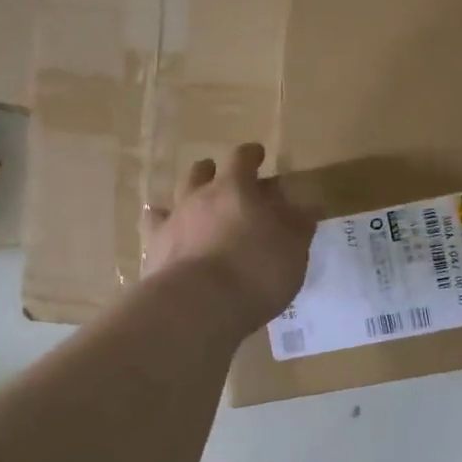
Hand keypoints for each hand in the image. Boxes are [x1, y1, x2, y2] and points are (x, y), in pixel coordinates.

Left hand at [142, 144, 315, 331]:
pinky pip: (153, 226)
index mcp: (234, 189)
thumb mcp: (292, 250)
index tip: (258, 155)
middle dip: (214, 172)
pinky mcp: (153, 248)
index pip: (240, 158)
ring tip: (195, 202)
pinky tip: (163, 229)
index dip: (250, 154)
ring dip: (188, 194)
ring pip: (176, 194)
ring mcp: (172, 221)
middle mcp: (198, 197)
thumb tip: (309, 206)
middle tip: (226, 180)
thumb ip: (299, 225)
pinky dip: (160, 223)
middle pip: (201, 171)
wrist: (198, 306)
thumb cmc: (255, 272)